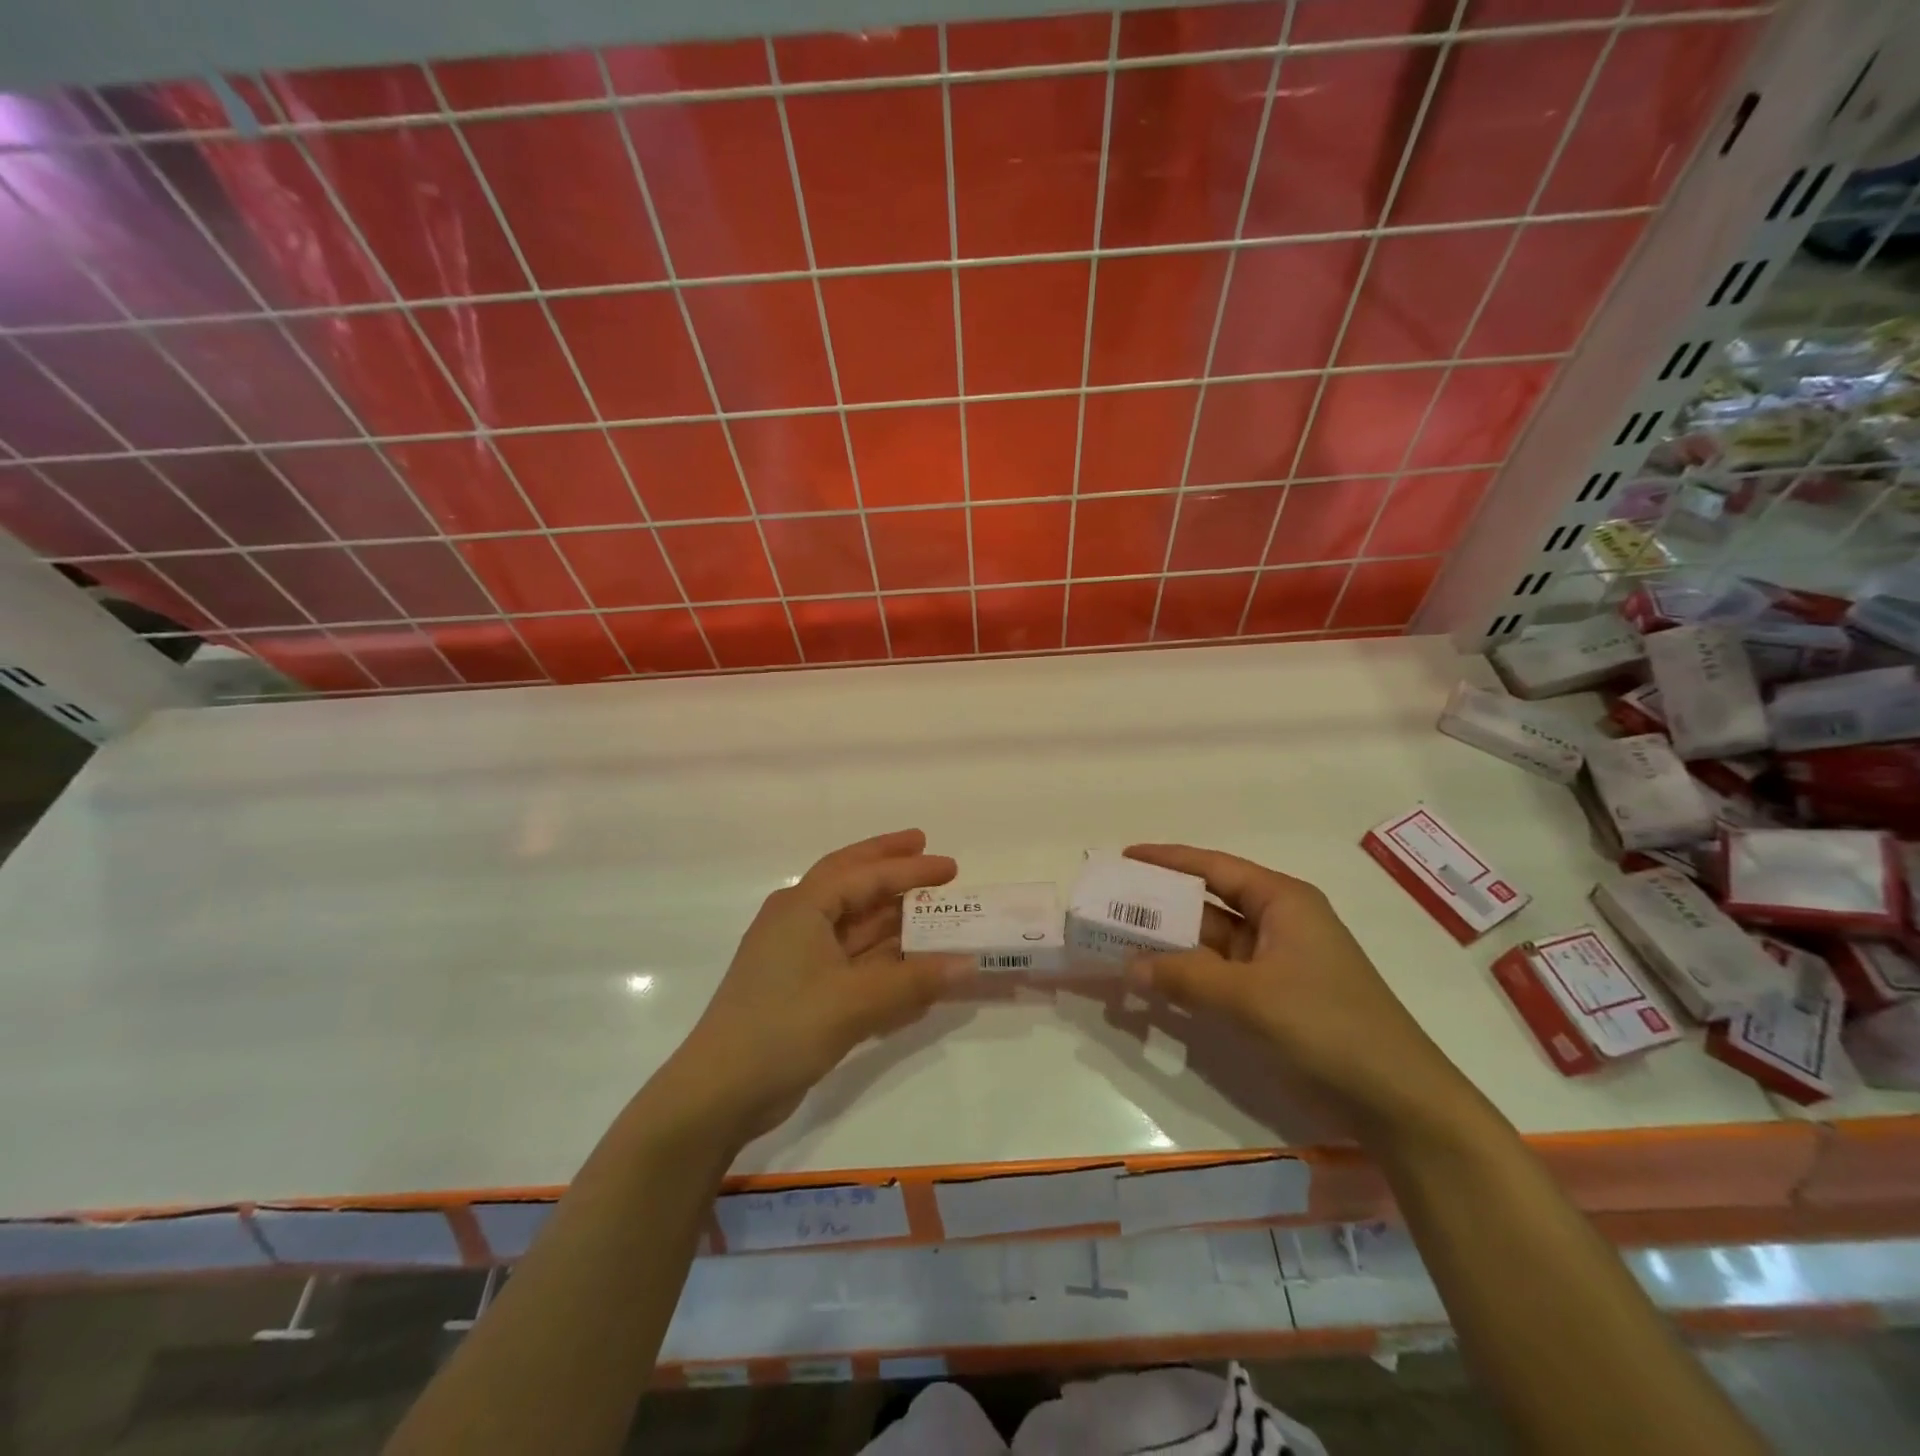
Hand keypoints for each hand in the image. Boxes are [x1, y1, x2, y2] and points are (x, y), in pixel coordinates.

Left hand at [665, 830, 967, 1140]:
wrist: (719, 1094)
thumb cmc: (783, 1028)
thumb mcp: (854, 1002)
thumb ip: (914, 981)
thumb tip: (969, 964)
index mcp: (802, 907)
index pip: (864, 875)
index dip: (909, 868)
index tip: (949, 866)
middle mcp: (798, 921)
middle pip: (850, 881)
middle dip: (888, 865)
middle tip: (924, 848)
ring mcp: (797, 956)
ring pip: (851, 923)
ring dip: (889, 916)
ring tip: (929, 907)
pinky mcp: (800, 989)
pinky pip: (849, 960)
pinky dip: (879, 957)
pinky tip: (908, 963)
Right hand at [1124, 844, 1477, 1136]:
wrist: (1398, 1101)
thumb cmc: (1327, 1025)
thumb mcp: (1250, 996)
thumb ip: (1185, 976)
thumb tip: (1129, 966)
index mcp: (1282, 902)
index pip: (1215, 868)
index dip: (1168, 860)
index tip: (1125, 856)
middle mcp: (1279, 924)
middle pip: (1209, 905)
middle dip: (1162, 906)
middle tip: (1112, 905)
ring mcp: (1277, 965)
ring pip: (1211, 944)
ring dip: (1170, 947)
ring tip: (1119, 942)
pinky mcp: (1274, 1001)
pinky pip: (1219, 978)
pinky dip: (1188, 978)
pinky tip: (1153, 984)